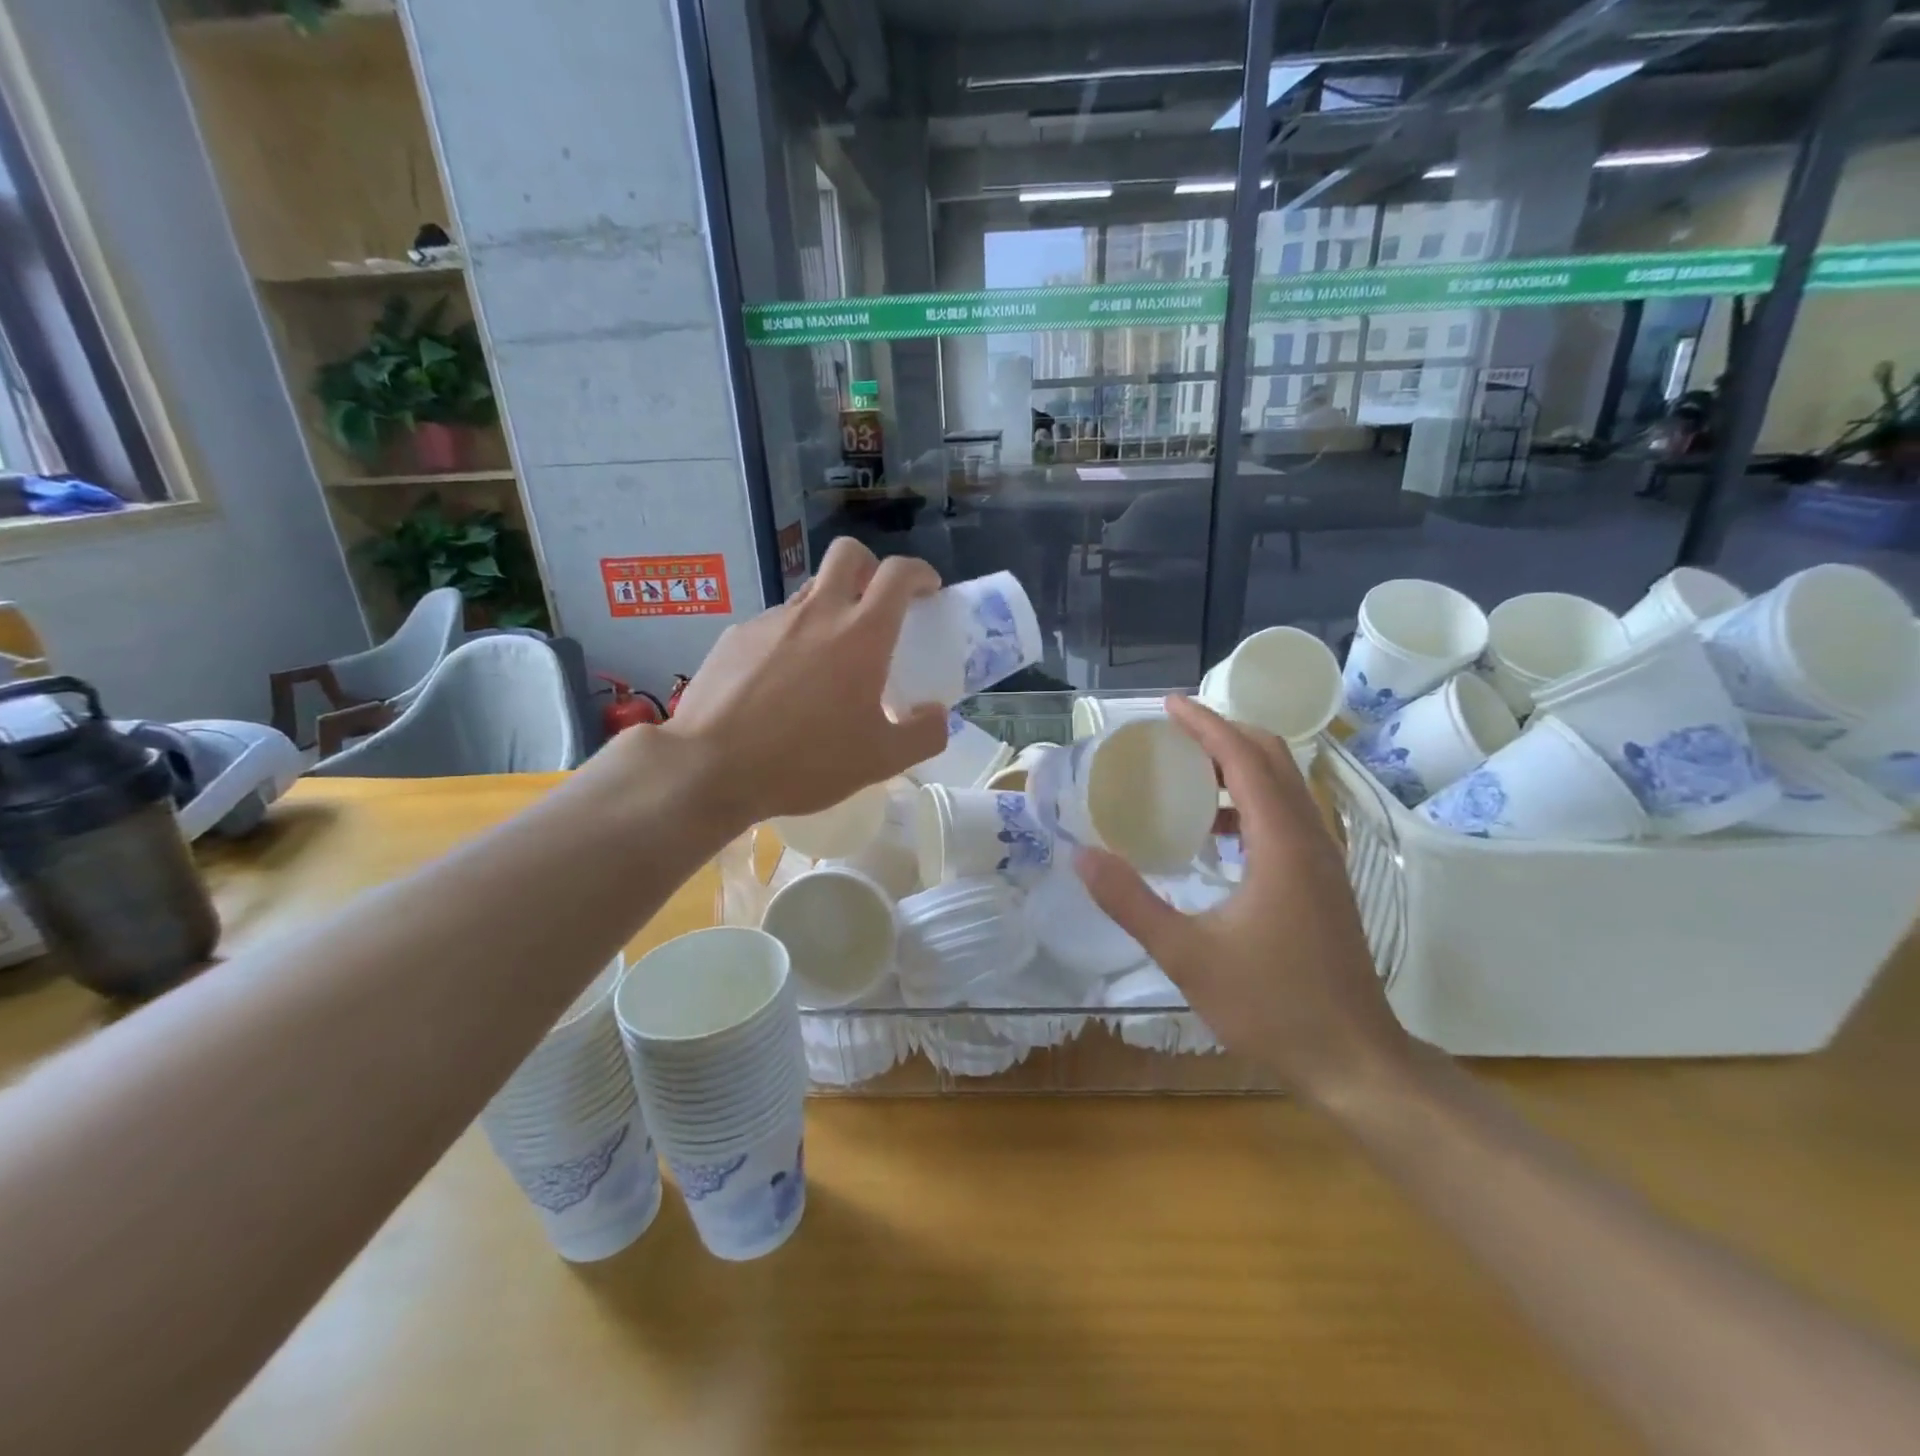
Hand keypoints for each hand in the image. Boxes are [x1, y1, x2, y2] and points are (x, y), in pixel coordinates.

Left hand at [658, 539, 948, 824]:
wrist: (710, 768)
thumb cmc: (806, 762)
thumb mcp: (881, 760)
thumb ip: (924, 734)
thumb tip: (937, 713)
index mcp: (861, 634)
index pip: (898, 574)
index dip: (919, 573)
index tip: (927, 589)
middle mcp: (817, 613)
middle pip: (847, 554)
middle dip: (870, 566)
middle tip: (876, 604)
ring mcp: (770, 621)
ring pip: (808, 592)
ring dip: (828, 608)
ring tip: (825, 659)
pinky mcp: (734, 637)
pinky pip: (773, 625)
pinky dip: (789, 641)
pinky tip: (779, 685)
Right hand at [1075, 697, 1414, 1105]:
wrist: (1354, 1061)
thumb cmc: (1272, 1006)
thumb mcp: (1186, 956)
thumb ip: (1131, 902)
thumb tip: (1082, 857)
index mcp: (1282, 843)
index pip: (1246, 758)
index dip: (1206, 725)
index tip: (1168, 706)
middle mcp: (1310, 838)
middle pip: (1273, 759)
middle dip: (1224, 735)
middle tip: (1172, 736)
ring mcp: (1324, 861)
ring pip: (1285, 787)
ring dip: (1239, 767)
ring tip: (1186, 776)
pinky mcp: (1324, 883)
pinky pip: (1287, 817)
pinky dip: (1250, 803)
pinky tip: (1215, 835)